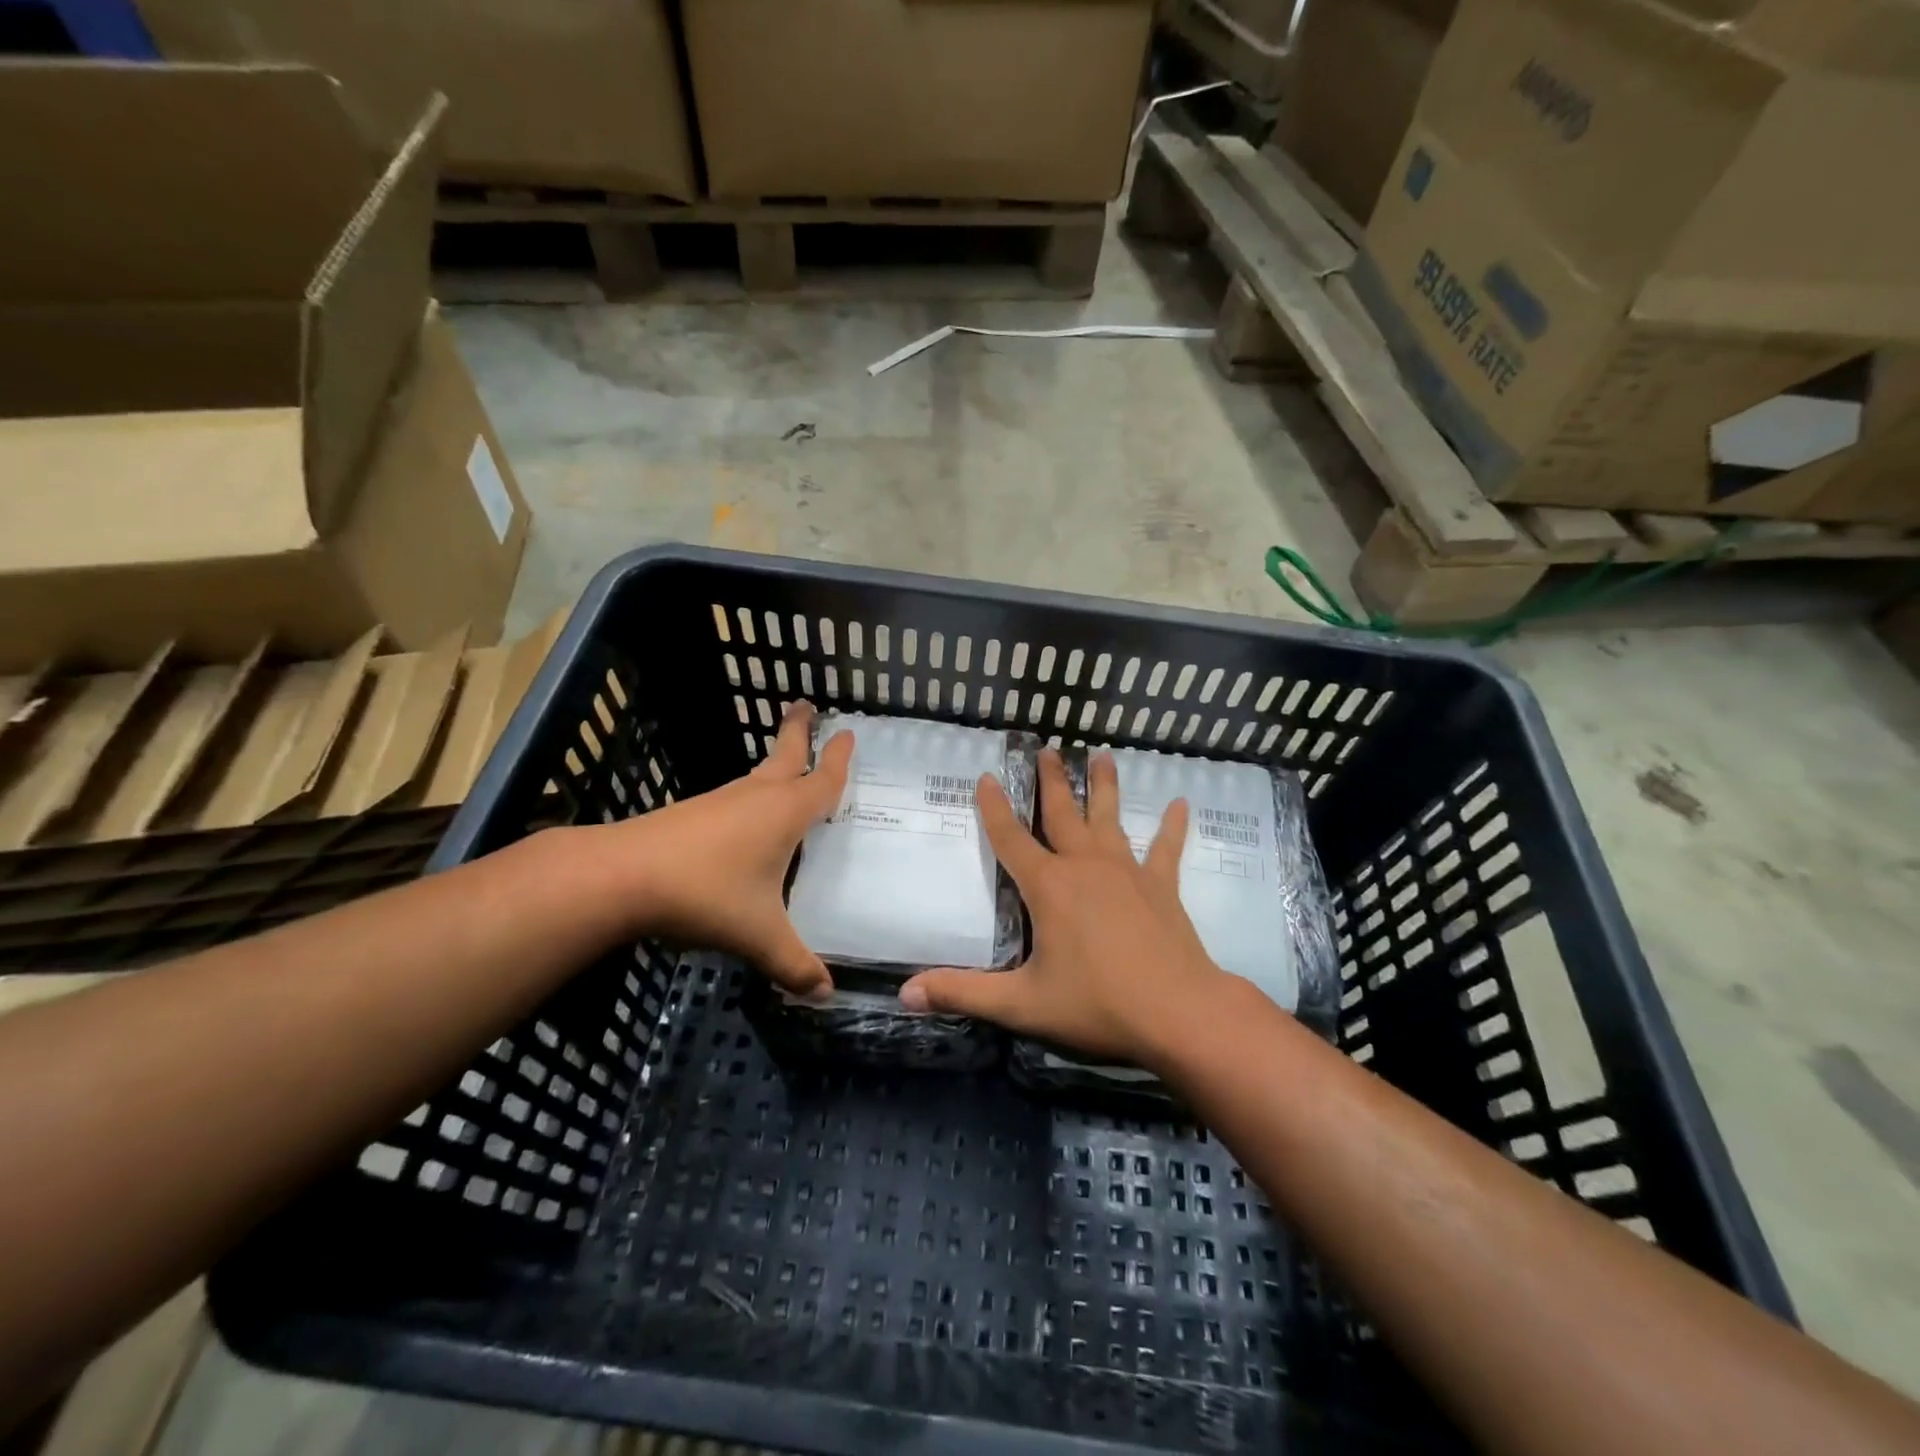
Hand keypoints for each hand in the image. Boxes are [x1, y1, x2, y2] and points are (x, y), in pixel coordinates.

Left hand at [614, 701, 850, 996]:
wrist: (621, 876)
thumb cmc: (706, 894)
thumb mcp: (759, 935)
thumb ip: (794, 965)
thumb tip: (826, 995)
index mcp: (785, 813)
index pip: (823, 780)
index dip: (840, 759)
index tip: (849, 732)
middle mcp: (756, 797)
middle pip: (785, 754)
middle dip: (799, 730)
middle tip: (806, 705)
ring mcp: (720, 802)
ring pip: (758, 776)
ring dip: (776, 765)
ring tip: (788, 771)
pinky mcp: (692, 815)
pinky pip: (735, 799)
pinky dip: (752, 797)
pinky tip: (747, 823)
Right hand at [899, 749, 1237, 1066]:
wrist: (1177, 1012)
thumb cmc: (1096, 1004)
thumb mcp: (1022, 1003)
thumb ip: (963, 993)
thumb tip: (905, 993)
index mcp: (1048, 886)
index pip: (1011, 838)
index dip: (994, 808)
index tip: (988, 777)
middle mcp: (1085, 866)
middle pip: (1063, 813)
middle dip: (1052, 781)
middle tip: (1048, 749)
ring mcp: (1127, 871)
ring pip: (1110, 818)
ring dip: (1104, 786)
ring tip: (1103, 755)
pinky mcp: (1161, 886)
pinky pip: (1166, 849)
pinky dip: (1173, 827)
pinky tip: (1182, 804)